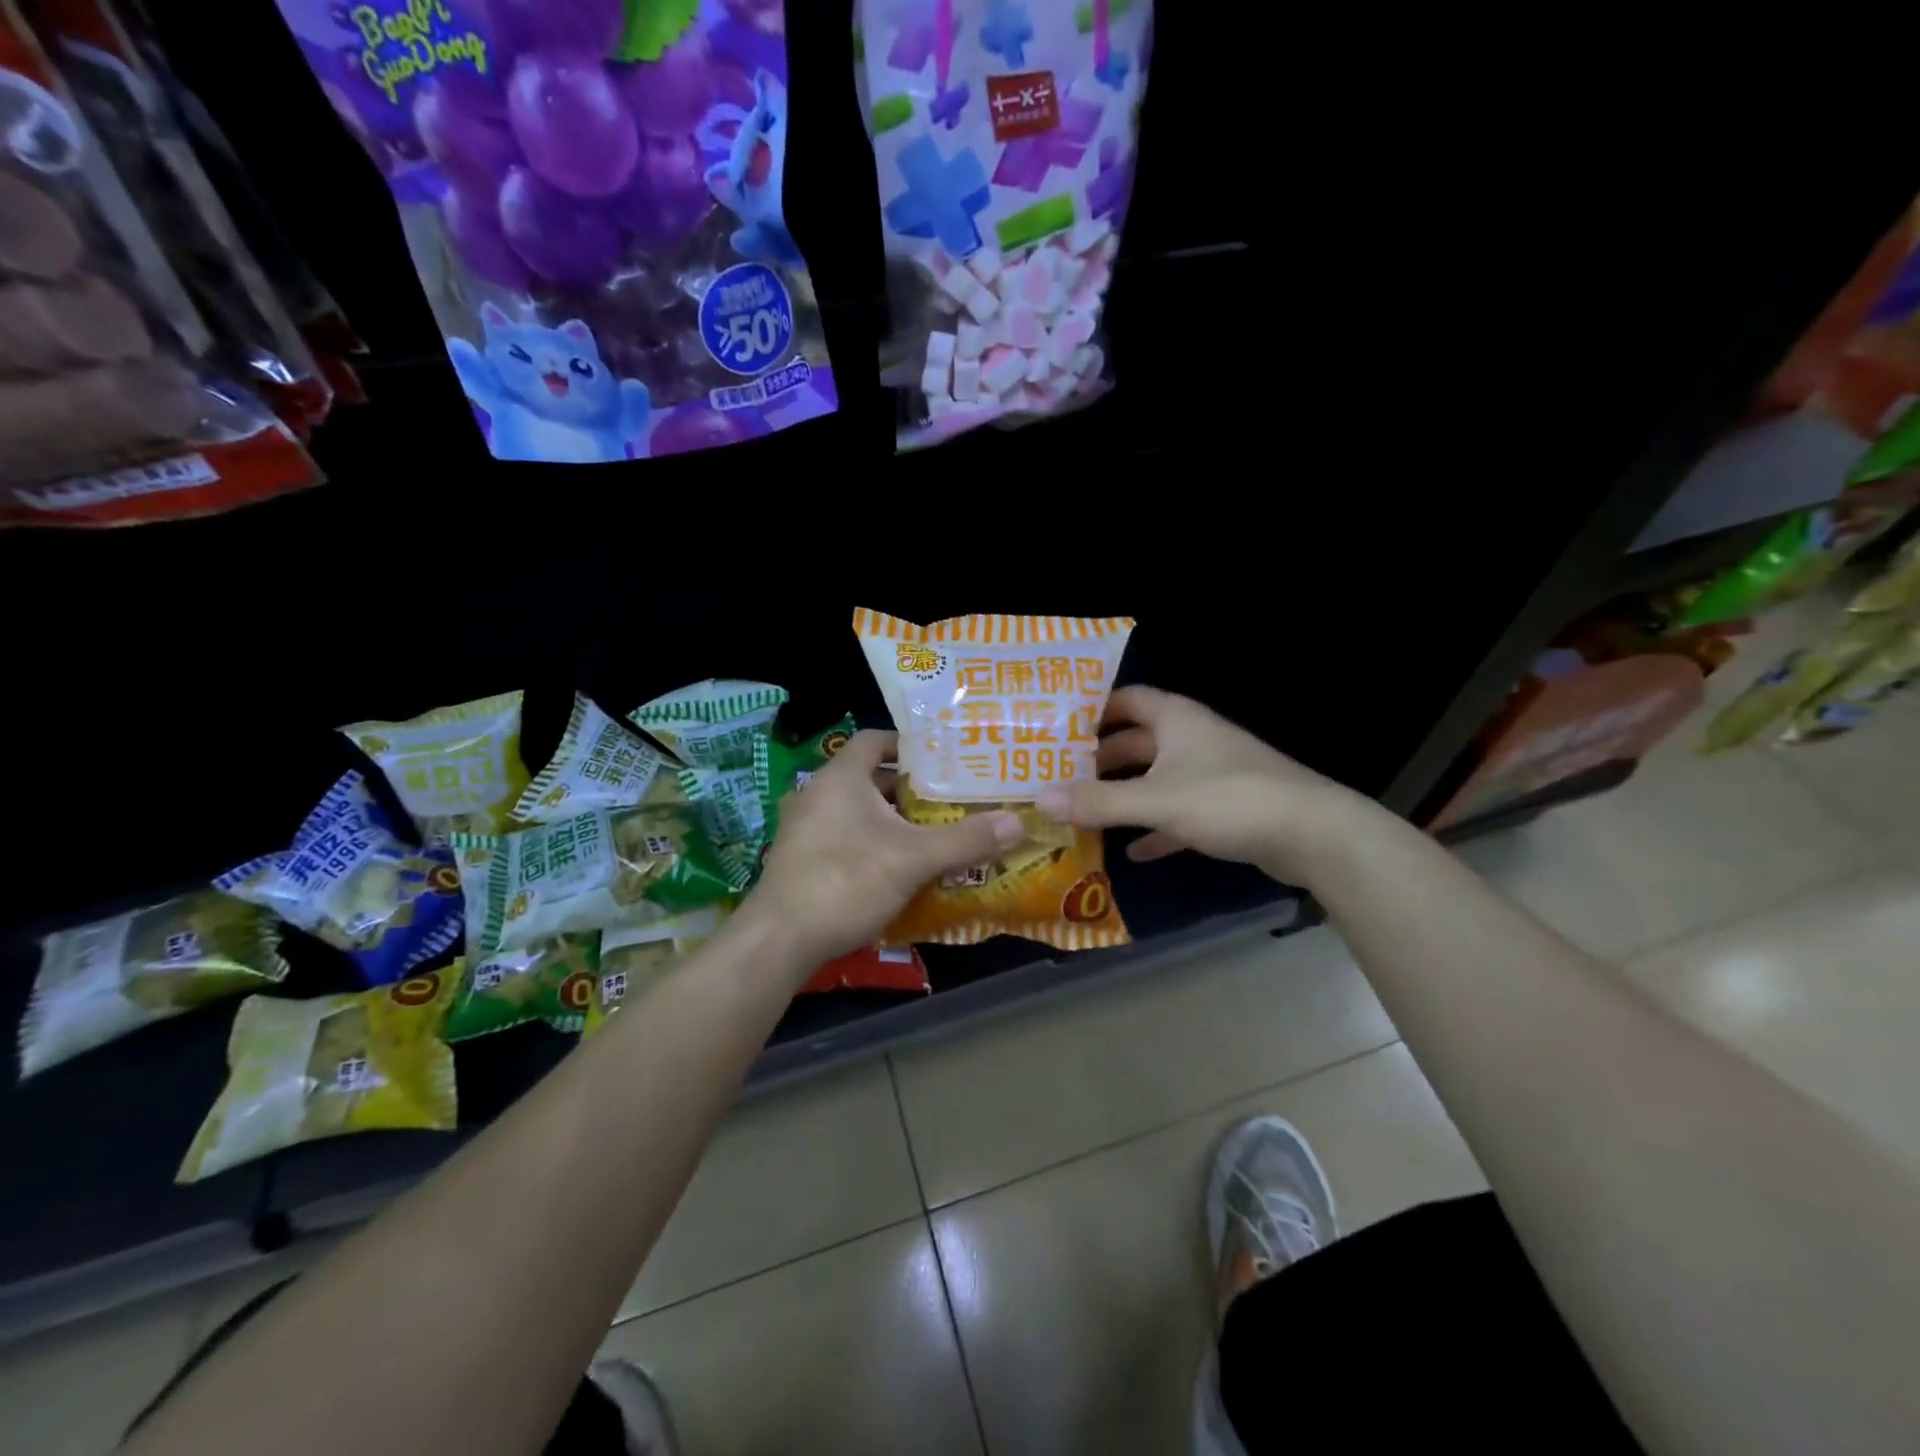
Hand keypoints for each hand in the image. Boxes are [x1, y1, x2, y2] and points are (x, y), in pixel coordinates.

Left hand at [743, 730, 1023, 971]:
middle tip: (949, 797)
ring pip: (857, 812)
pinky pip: (843, 837)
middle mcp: (817, 794)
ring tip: (932, 831)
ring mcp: (804, 829)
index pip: (874, 740)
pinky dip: (871, 842)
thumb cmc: (846, 880)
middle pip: (868, 778)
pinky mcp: (800, 860)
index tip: (942, 757)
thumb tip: (1018, 823)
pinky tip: (898, 867)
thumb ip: (966, 840)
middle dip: (908, 788)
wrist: (780, 939)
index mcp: (840, 778)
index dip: (907, 744)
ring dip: (891, 819)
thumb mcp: (914, 859)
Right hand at [1034, 686, 1369, 884]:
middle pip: (1136, 742)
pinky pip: (1177, 814)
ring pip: (1155, 779)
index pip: (1127, 699)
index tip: (1056, 728)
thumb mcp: (1156, 800)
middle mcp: (1191, 739)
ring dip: (1123, 795)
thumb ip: (1098, 802)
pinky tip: (1130, 852)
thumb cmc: (1228, 799)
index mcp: (1176, 720)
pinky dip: (1154, 829)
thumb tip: (1039, 799)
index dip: (1093, 710)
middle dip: (1099, 759)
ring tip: (1082, 811)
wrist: (1312, 834)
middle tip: (1057, 776)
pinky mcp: (1224, 809)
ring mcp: (1210, 775)